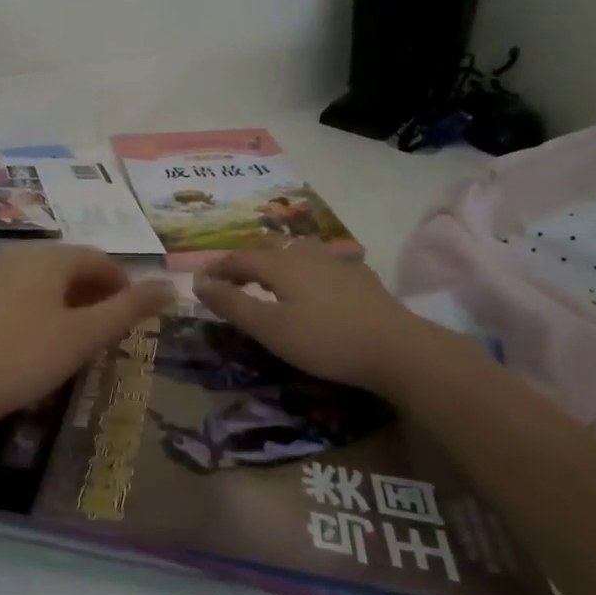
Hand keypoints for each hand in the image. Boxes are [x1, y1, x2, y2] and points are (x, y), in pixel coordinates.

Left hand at [0, 245, 172, 435]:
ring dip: (72, 304)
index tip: (136, 316)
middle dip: (98, 294)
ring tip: (83, 339)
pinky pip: (24, 294)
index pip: (100, 259)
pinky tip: (43, 343)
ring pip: (47, 282)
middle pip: (72, 267)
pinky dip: (46, 310)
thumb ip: (128, 310)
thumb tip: (170, 285)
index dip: (125, 284)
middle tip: (113, 331)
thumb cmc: (23, 357)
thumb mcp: (83, 336)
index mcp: (49, 256)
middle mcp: (21, 255)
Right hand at [193, 239, 440, 393]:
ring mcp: (336, 262)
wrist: (396, 348)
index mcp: (280, 264)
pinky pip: (321, 262)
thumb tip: (198, 282)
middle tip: (232, 278)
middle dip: (245, 259)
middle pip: (268, 246)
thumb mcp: (269, 328)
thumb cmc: (324, 340)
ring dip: (275, 258)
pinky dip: (304, 268)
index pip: (239, 258)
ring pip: (297, 249)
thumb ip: (232, 304)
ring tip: (268, 276)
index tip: (200, 281)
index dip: (217, 268)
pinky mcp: (359, 276)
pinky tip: (312, 284)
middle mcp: (306, 254)